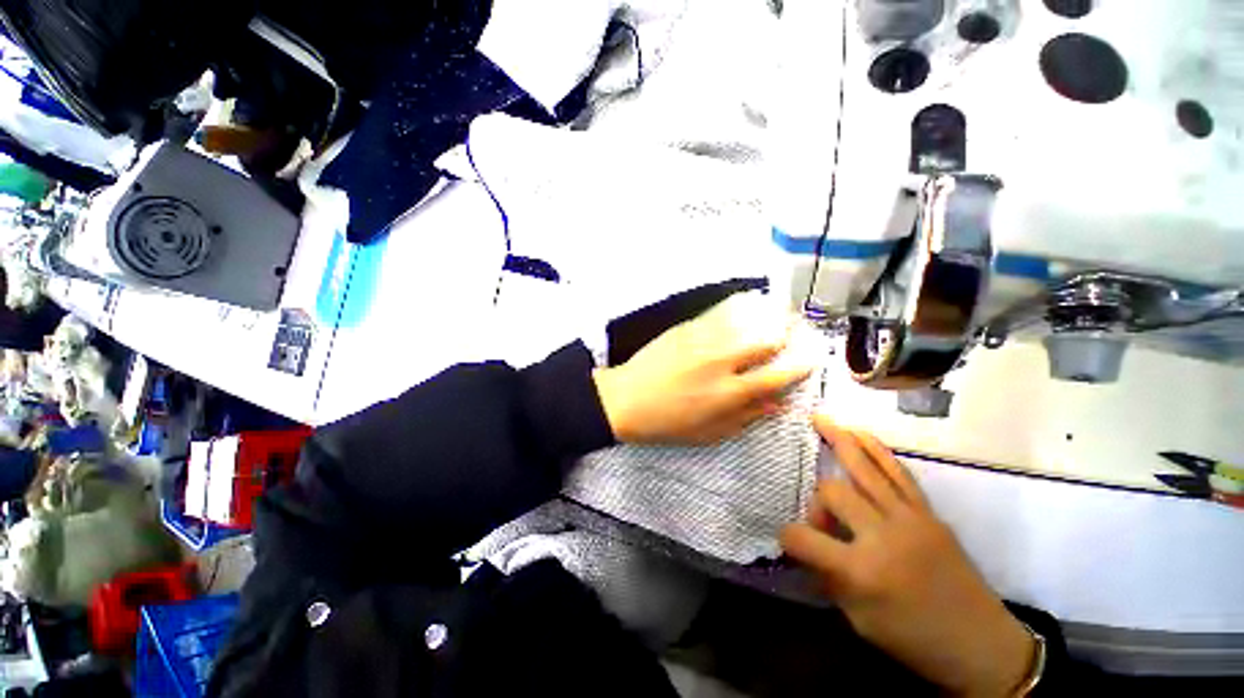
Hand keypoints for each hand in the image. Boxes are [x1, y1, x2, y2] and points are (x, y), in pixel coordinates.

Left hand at [592, 297, 810, 444]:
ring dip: (771, 314)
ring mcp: (703, 339)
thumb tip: (780, 402)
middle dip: (791, 334)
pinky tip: (752, 303)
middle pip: (768, 338)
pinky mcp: (687, 327)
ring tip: (783, 314)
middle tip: (800, 332)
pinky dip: (743, 305)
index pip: (779, 375)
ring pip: (748, 318)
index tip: (814, 358)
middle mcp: (721, 361)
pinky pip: (721, 310)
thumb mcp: (709, 433)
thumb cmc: (667, 423)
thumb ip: (747, 416)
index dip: (803, 365)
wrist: (625, 399)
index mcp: (728, 393)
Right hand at [780, 416, 1035, 696]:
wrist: (982, 644)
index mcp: (862, 570)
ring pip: (865, 468)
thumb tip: (807, 548)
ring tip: (821, 418)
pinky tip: (858, 432)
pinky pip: (897, 472)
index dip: (788, 537)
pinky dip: (875, 449)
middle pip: (832, 492)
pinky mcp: (927, 512)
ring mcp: (909, 518)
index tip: (789, 541)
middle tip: (824, 523)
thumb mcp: (859, 620)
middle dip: (816, 503)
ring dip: (840, 439)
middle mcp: (883, 535)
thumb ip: (828, 577)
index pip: (804, 538)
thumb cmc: (914, 639)